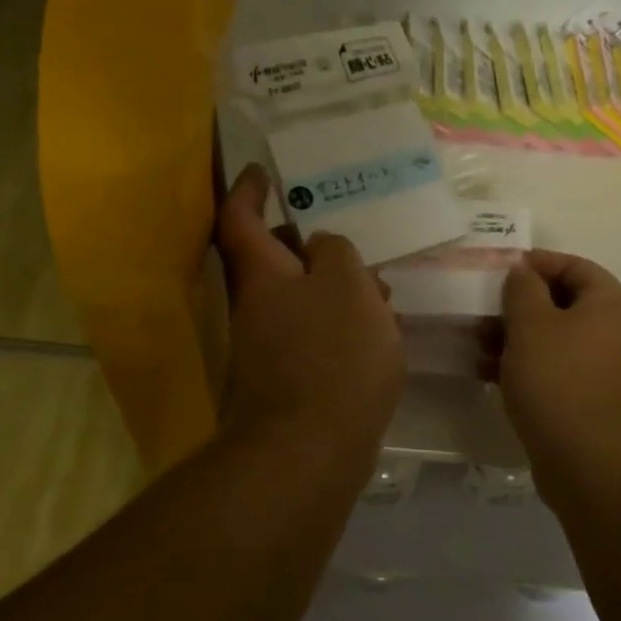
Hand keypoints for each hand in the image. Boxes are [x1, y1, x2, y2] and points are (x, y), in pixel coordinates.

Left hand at [214, 166, 404, 468]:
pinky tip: (377, 331)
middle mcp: (257, 309)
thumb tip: (321, 248)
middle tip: (344, 232)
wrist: (311, 449)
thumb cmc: (332, 356)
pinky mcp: (292, 381)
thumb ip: (336, 253)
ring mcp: (271, 348)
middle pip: (274, 262)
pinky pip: (315, 336)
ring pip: (301, 301)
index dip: (248, 190)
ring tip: (379, 284)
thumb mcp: (347, 285)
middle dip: (306, 244)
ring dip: (333, 287)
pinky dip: (340, 324)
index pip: (241, 219)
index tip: (263, 171)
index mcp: (263, 276)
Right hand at [499, 251, 620, 496]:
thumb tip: (523, 272)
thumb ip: (522, 289)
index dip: (535, 264)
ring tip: (479, 349)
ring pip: (559, 340)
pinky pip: (561, 371)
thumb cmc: (559, 383)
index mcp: (612, 304)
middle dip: (519, 308)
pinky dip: (530, 368)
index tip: (498, 272)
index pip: (574, 266)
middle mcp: (620, 331)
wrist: (593, 466)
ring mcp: (611, 369)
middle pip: (564, 304)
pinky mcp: (597, 401)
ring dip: (518, 340)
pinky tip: (494, 377)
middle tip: (482, 315)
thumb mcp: (531, 325)